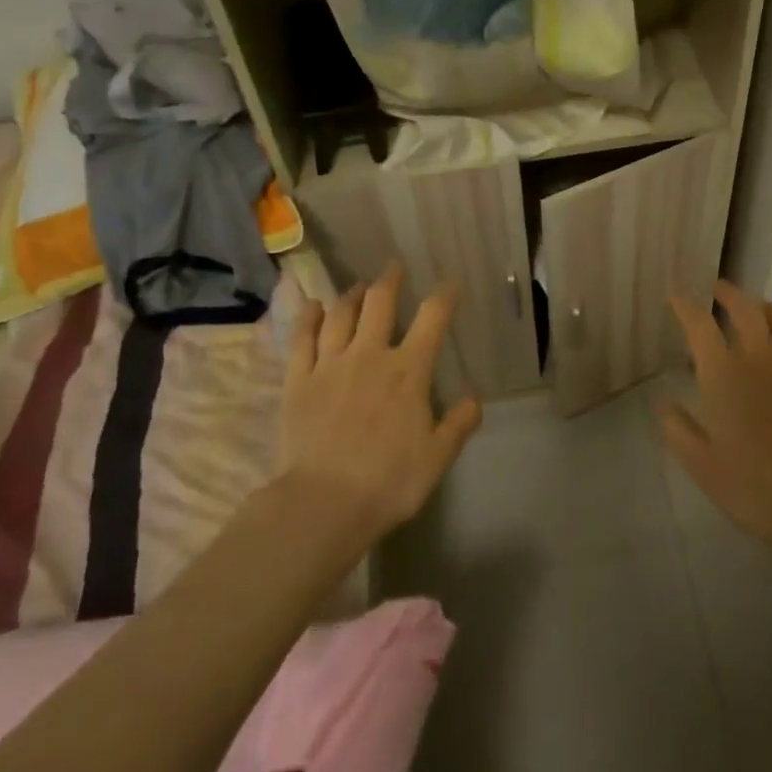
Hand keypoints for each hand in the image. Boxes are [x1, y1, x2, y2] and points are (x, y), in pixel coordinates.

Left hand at [277, 262, 481, 541]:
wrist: (323, 504)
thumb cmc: (388, 481)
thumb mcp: (438, 457)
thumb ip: (459, 423)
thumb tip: (474, 397)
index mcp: (408, 371)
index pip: (432, 318)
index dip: (445, 295)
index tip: (451, 282)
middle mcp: (369, 356)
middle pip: (379, 304)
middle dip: (390, 281)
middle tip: (393, 268)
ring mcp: (329, 365)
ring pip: (340, 315)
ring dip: (351, 295)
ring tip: (358, 286)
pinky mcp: (298, 381)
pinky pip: (301, 339)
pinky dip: (308, 317)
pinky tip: (312, 305)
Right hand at [665, 280, 771, 566]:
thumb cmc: (755, 488)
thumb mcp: (701, 467)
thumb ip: (678, 430)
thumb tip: (665, 403)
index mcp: (725, 376)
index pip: (701, 326)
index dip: (685, 306)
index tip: (676, 295)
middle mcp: (762, 361)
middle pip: (747, 309)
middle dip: (728, 292)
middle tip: (717, 289)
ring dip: (768, 307)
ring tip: (758, 309)